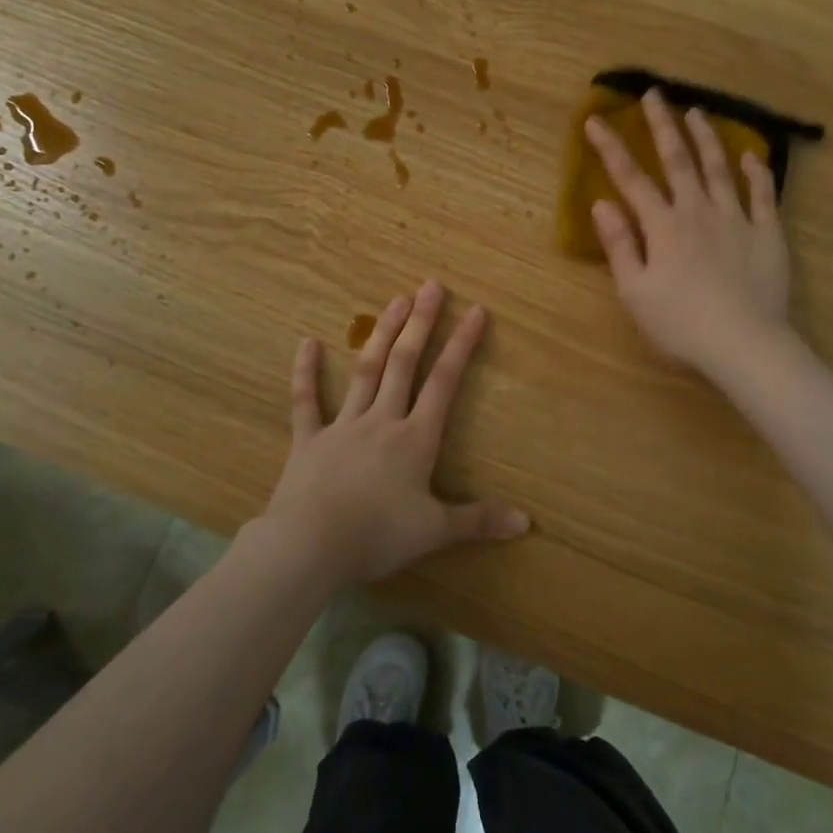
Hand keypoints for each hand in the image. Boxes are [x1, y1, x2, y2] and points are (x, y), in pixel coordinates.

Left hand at [259, 281, 528, 585]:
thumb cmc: (376, 536)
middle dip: (420, 324)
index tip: (476, 311)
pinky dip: (306, 372)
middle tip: (430, 285)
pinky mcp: (308, 440)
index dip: (461, 345)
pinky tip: (306, 342)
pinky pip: (306, 401)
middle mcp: (382, 420)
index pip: (444, 382)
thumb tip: (526, 522)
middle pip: (404, 364)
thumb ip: (479, 521)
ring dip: (380, 335)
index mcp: (415, 438)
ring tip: (394, 300)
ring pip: (365, 372)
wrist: (309, 546)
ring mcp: (342, 426)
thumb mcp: (434, 531)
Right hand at [584, 89, 792, 377]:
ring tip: (697, 112)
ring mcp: (736, 219)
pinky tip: (751, 155)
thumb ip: (619, 244)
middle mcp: (698, 211)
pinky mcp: (767, 234)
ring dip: (707, 138)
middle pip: (678, 160)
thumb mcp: (635, 291)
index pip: (631, 179)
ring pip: (719, 168)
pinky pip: (763, 195)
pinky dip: (757, 173)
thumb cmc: (680, 325)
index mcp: (663, 226)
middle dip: (662, 125)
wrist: (744, 344)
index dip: (611, 148)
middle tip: (655, 94)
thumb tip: (601, 202)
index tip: (595, 119)